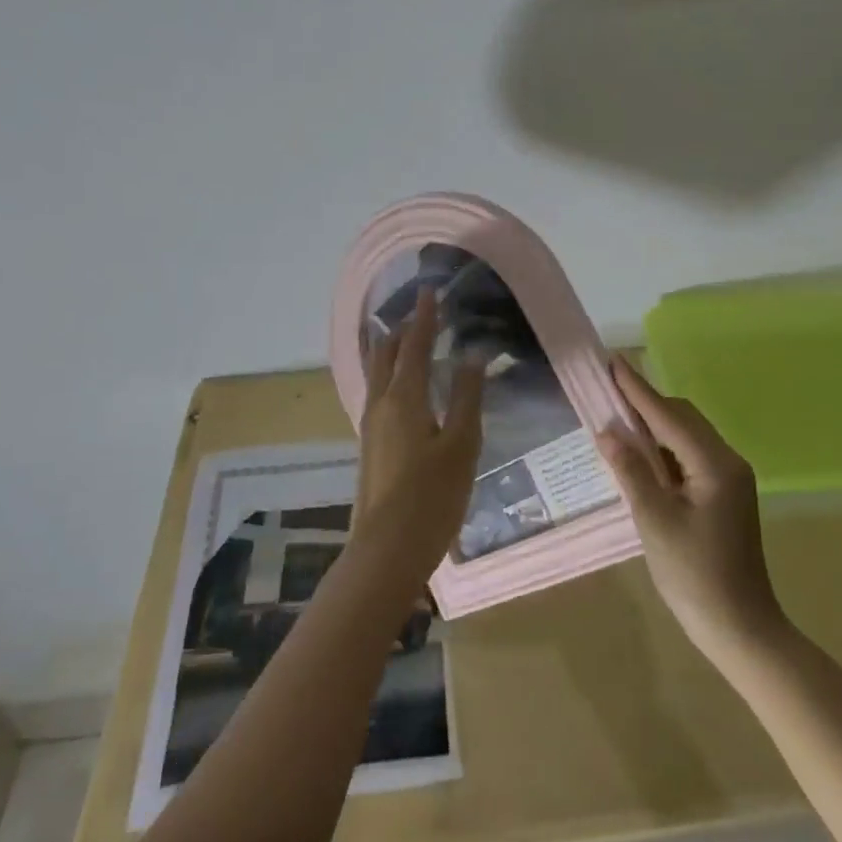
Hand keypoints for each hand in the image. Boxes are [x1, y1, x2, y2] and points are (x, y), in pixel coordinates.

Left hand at [350, 289, 484, 588]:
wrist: (387, 550)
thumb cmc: (431, 496)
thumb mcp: (461, 445)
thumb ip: (466, 397)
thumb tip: (471, 355)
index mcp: (403, 398)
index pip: (413, 344)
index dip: (424, 317)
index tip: (431, 291)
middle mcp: (380, 404)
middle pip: (385, 354)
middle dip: (401, 329)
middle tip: (420, 312)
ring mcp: (370, 426)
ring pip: (377, 373)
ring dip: (390, 349)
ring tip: (405, 337)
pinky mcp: (370, 445)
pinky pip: (377, 392)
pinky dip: (388, 374)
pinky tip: (401, 386)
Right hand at [597, 357, 785, 661]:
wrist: (740, 627)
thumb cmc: (694, 575)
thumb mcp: (654, 521)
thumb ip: (631, 471)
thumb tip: (608, 432)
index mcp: (714, 464)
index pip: (668, 415)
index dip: (637, 389)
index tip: (613, 362)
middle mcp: (727, 462)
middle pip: (682, 418)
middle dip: (646, 403)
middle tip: (607, 392)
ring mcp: (729, 478)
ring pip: (687, 436)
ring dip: (654, 425)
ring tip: (617, 418)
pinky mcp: (724, 494)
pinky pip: (691, 456)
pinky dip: (664, 448)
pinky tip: (641, 455)